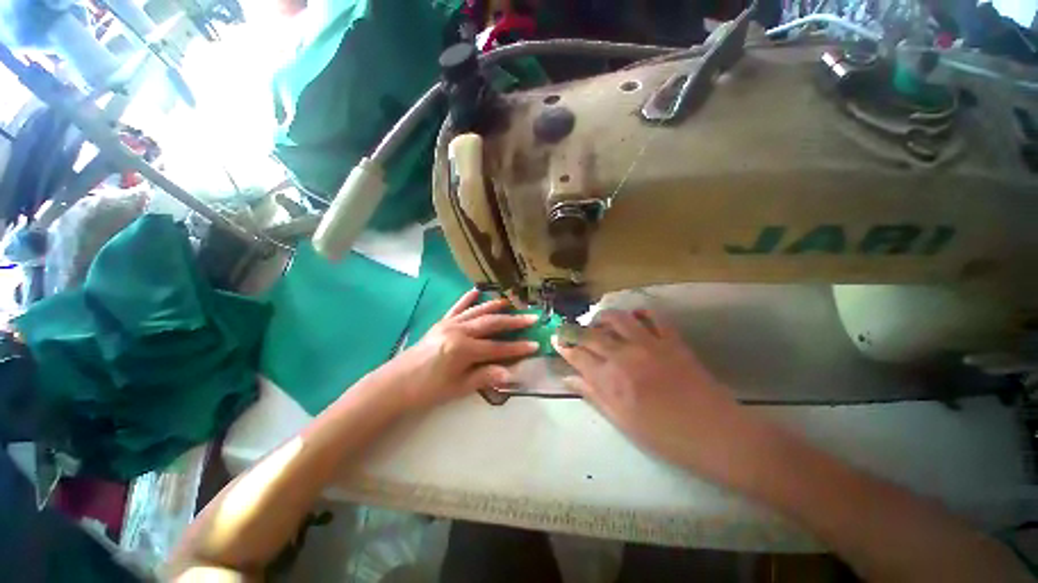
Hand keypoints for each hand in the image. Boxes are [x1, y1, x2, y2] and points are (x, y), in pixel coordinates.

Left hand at [382, 290, 539, 411]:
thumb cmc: (427, 390)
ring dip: (495, 306)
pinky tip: (476, 291)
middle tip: (531, 317)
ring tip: (511, 302)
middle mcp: (458, 331)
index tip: (535, 345)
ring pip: (477, 312)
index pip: (497, 348)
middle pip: (491, 324)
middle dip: (513, 322)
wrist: (395, 384)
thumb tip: (510, 373)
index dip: (517, 348)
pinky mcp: (441, 323)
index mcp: (463, 349)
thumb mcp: (457, 388)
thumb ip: (484, 377)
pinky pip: (456, 308)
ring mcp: (449, 324)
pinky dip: (467, 299)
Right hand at [554, 310, 766, 479]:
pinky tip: (633, 319)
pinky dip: (640, 314)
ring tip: (598, 323)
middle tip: (568, 329)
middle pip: (591, 334)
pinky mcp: (671, 340)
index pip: (578, 356)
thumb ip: (593, 395)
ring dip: (603, 317)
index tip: (556, 340)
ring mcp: (650, 344)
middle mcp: (625, 356)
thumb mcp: (622, 421)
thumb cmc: (665, 436)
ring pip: (618, 318)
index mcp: (611, 381)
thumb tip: (568, 379)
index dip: (564, 347)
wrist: (715, 434)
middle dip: (574, 330)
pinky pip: (653, 316)